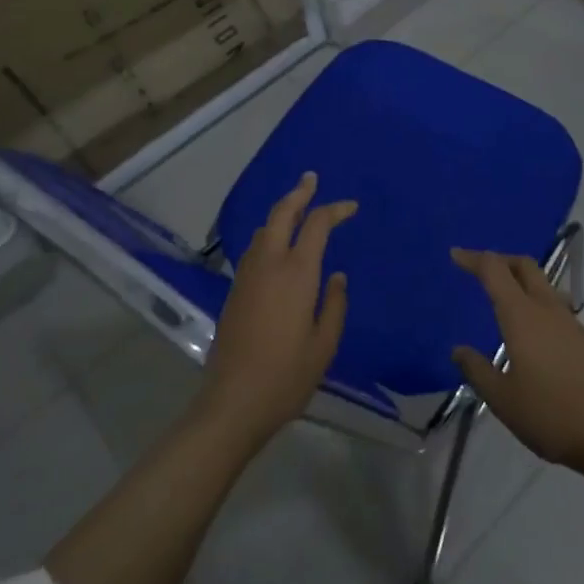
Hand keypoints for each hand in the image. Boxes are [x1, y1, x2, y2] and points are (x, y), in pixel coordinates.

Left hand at [199, 173, 355, 446]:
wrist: (232, 404)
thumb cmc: (286, 376)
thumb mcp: (324, 344)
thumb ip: (334, 304)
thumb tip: (336, 277)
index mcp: (297, 273)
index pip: (317, 225)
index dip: (335, 210)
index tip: (351, 207)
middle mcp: (269, 264)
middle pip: (282, 214)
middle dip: (299, 193)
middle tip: (311, 180)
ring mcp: (248, 276)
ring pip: (265, 229)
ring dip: (281, 212)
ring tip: (296, 208)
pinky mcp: (235, 291)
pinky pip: (255, 248)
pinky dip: (270, 234)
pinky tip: (276, 244)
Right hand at [450, 249, 583, 474]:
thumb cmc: (551, 413)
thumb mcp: (503, 399)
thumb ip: (478, 371)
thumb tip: (458, 349)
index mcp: (522, 315)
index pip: (494, 270)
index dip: (473, 258)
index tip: (455, 255)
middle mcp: (547, 307)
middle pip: (523, 265)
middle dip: (500, 260)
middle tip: (479, 270)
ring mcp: (569, 321)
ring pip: (542, 283)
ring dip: (520, 280)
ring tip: (503, 299)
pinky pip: (553, 304)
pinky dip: (535, 302)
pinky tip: (530, 331)